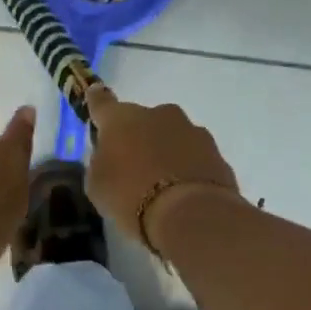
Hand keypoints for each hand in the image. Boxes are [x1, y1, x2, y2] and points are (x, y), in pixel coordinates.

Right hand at [83, 83, 239, 252]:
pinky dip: (187, 168)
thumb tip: (110, 155)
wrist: (191, 215)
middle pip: (142, 121)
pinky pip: (194, 156)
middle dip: (138, 138)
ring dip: (166, 152)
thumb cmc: (131, 197)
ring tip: (163, 185)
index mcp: (122, 118)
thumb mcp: (97, 186)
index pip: (102, 102)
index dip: (96, 100)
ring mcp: (191, 130)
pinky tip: (184, 193)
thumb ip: (101, 162)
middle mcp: (158, 114)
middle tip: (133, 168)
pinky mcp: (216, 151)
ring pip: (172, 136)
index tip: (95, 94)